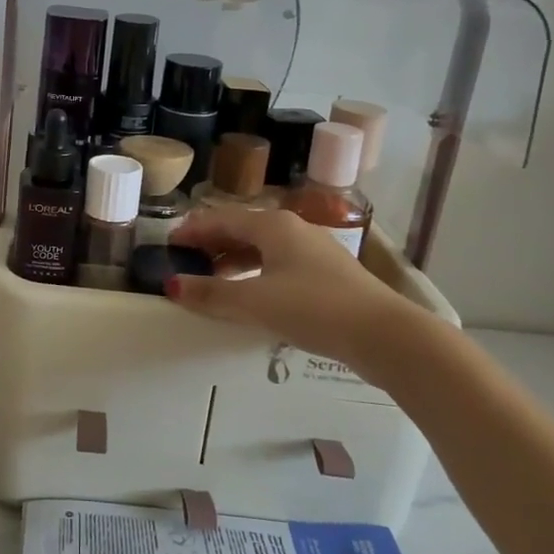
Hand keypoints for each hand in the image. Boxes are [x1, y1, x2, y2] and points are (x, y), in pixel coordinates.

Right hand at [168, 207, 419, 379]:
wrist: (384, 335)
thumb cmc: (314, 307)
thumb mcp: (255, 302)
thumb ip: (211, 294)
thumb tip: (172, 286)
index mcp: (272, 225)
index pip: (220, 219)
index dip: (192, 230)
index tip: (168, 245)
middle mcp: (293, 230)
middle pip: (241, 230)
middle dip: (211, 245)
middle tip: (185, 263)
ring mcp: (313, 252)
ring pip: (262, 248)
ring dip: (233, 261)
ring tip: (212, 281)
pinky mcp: (326, 275)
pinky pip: (278, 265)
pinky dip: (255, 274)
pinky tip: (250, 296)